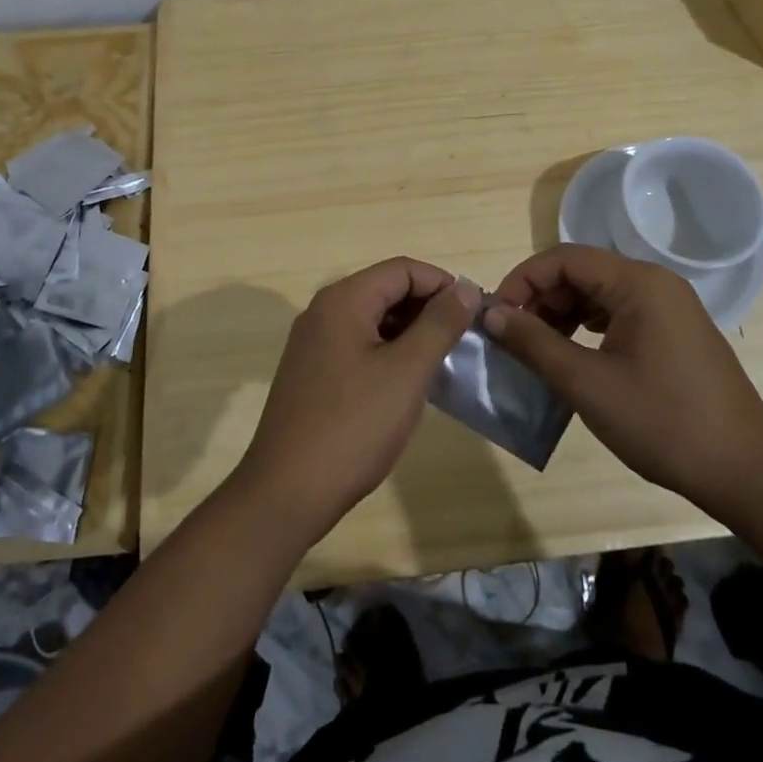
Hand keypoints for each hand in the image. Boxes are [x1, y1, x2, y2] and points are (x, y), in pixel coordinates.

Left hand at [234, 257, 480, 543]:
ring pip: (373, 318)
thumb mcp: (406, 372)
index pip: (402, 269)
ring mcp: (314, 342)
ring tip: (442, 361)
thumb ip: (438, 324)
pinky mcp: (312, 371)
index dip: (442, 284)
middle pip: (385, 289)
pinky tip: (408, 381)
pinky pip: (358, 343)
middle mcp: (323, 311)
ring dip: (410, 331)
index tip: (474, 314)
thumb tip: (463, 287)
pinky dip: (388, 351)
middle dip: (427, 308)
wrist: (287, 492)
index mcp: (343, 300)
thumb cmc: (353, 426)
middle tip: (463, 340)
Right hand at [483, 244, 762, 505]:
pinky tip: (571, 354)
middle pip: (581, 271)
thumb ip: (534, 343)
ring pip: (598, 293)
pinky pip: (618, 313)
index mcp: (638, 282)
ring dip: (561, 313)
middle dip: (540, 298)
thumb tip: (490, 314)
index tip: (496, 315)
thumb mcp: (587, 383)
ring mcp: (669, 307)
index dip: (522, 280)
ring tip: (535, 347)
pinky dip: (586, 326)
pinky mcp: (674, 332)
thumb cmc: (662, 422)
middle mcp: (655, 283)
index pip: (564, 258)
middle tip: (511, 335)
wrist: (744, 471)